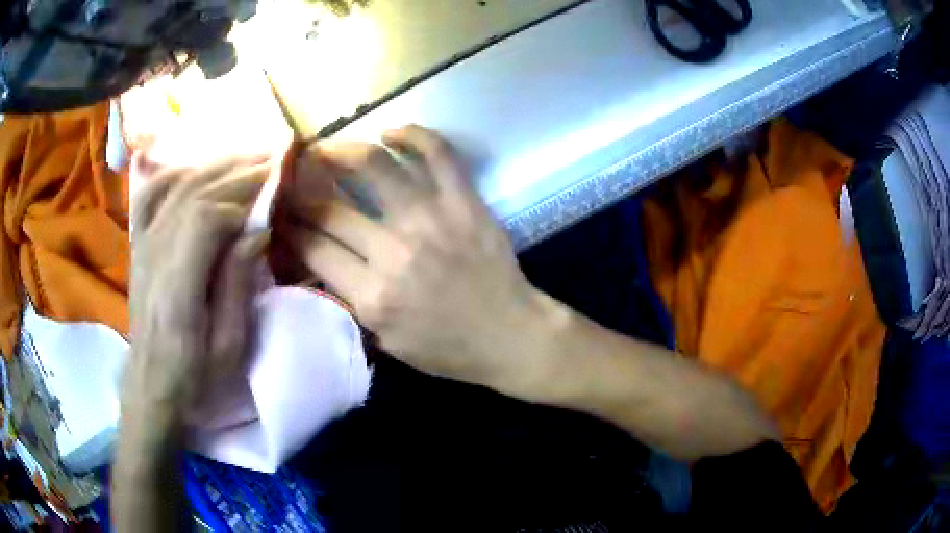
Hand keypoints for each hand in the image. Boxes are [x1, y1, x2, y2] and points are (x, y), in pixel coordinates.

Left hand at [125, 155, 269, 439]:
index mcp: (177, 286)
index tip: (267, 206)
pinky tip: (195, 168)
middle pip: (193, 193)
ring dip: (214, 167)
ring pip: (176, 187)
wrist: (152, 386)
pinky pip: (151, 195)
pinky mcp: (139, 245)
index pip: (203, 218)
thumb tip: (256, 232)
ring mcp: (142, 245)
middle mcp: (155, 254)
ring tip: (246, 157)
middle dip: (235, 173)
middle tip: (271, 161)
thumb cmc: (196, 376)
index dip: (239, 204)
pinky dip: (174, 174)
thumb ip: (237, 284)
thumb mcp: (229, 346)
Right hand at [287, 126, 546, 389]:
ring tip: (325, 146)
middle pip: (331, 207)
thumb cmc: (447, 348)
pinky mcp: (465, 202)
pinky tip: (391, 133)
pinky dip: (413, 135)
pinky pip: (438, 154)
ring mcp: (432, 220)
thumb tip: (318, 258)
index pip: (313, 247)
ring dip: (341, 150)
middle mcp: (395, 252)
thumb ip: (349, 300)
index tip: (279, 212)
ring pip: (375, 166)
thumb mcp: (386, 342)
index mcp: (373, 296)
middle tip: (292, 177)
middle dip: (301, 190)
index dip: (288, 225)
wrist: (510, 335)